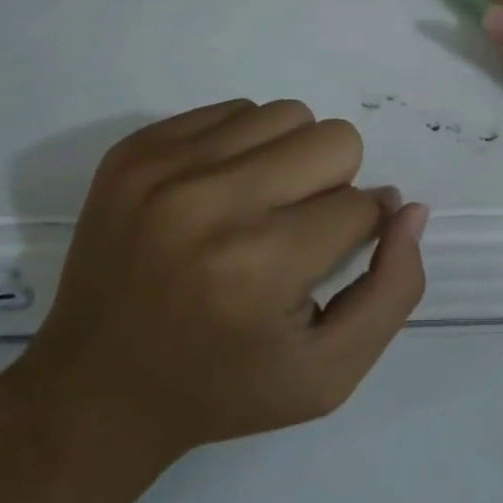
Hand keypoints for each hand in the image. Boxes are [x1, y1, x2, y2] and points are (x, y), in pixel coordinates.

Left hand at [7, 100, 427, 482]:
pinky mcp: (134, 150)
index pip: (361, 205)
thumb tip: (410, 208)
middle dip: (334, 184)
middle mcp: (211, 202)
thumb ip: (393, 290)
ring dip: (291, 157)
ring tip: (261, 207)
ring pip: (285, 115)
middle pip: (333, 140)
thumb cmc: (222, 389)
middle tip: (298, 229)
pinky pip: (232, 110)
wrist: (92, 392)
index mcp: (260, 265)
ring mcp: (163, 167)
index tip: (330, 258)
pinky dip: (244, 146)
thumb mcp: (328, 373)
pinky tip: (221, 194)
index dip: (362, 230)